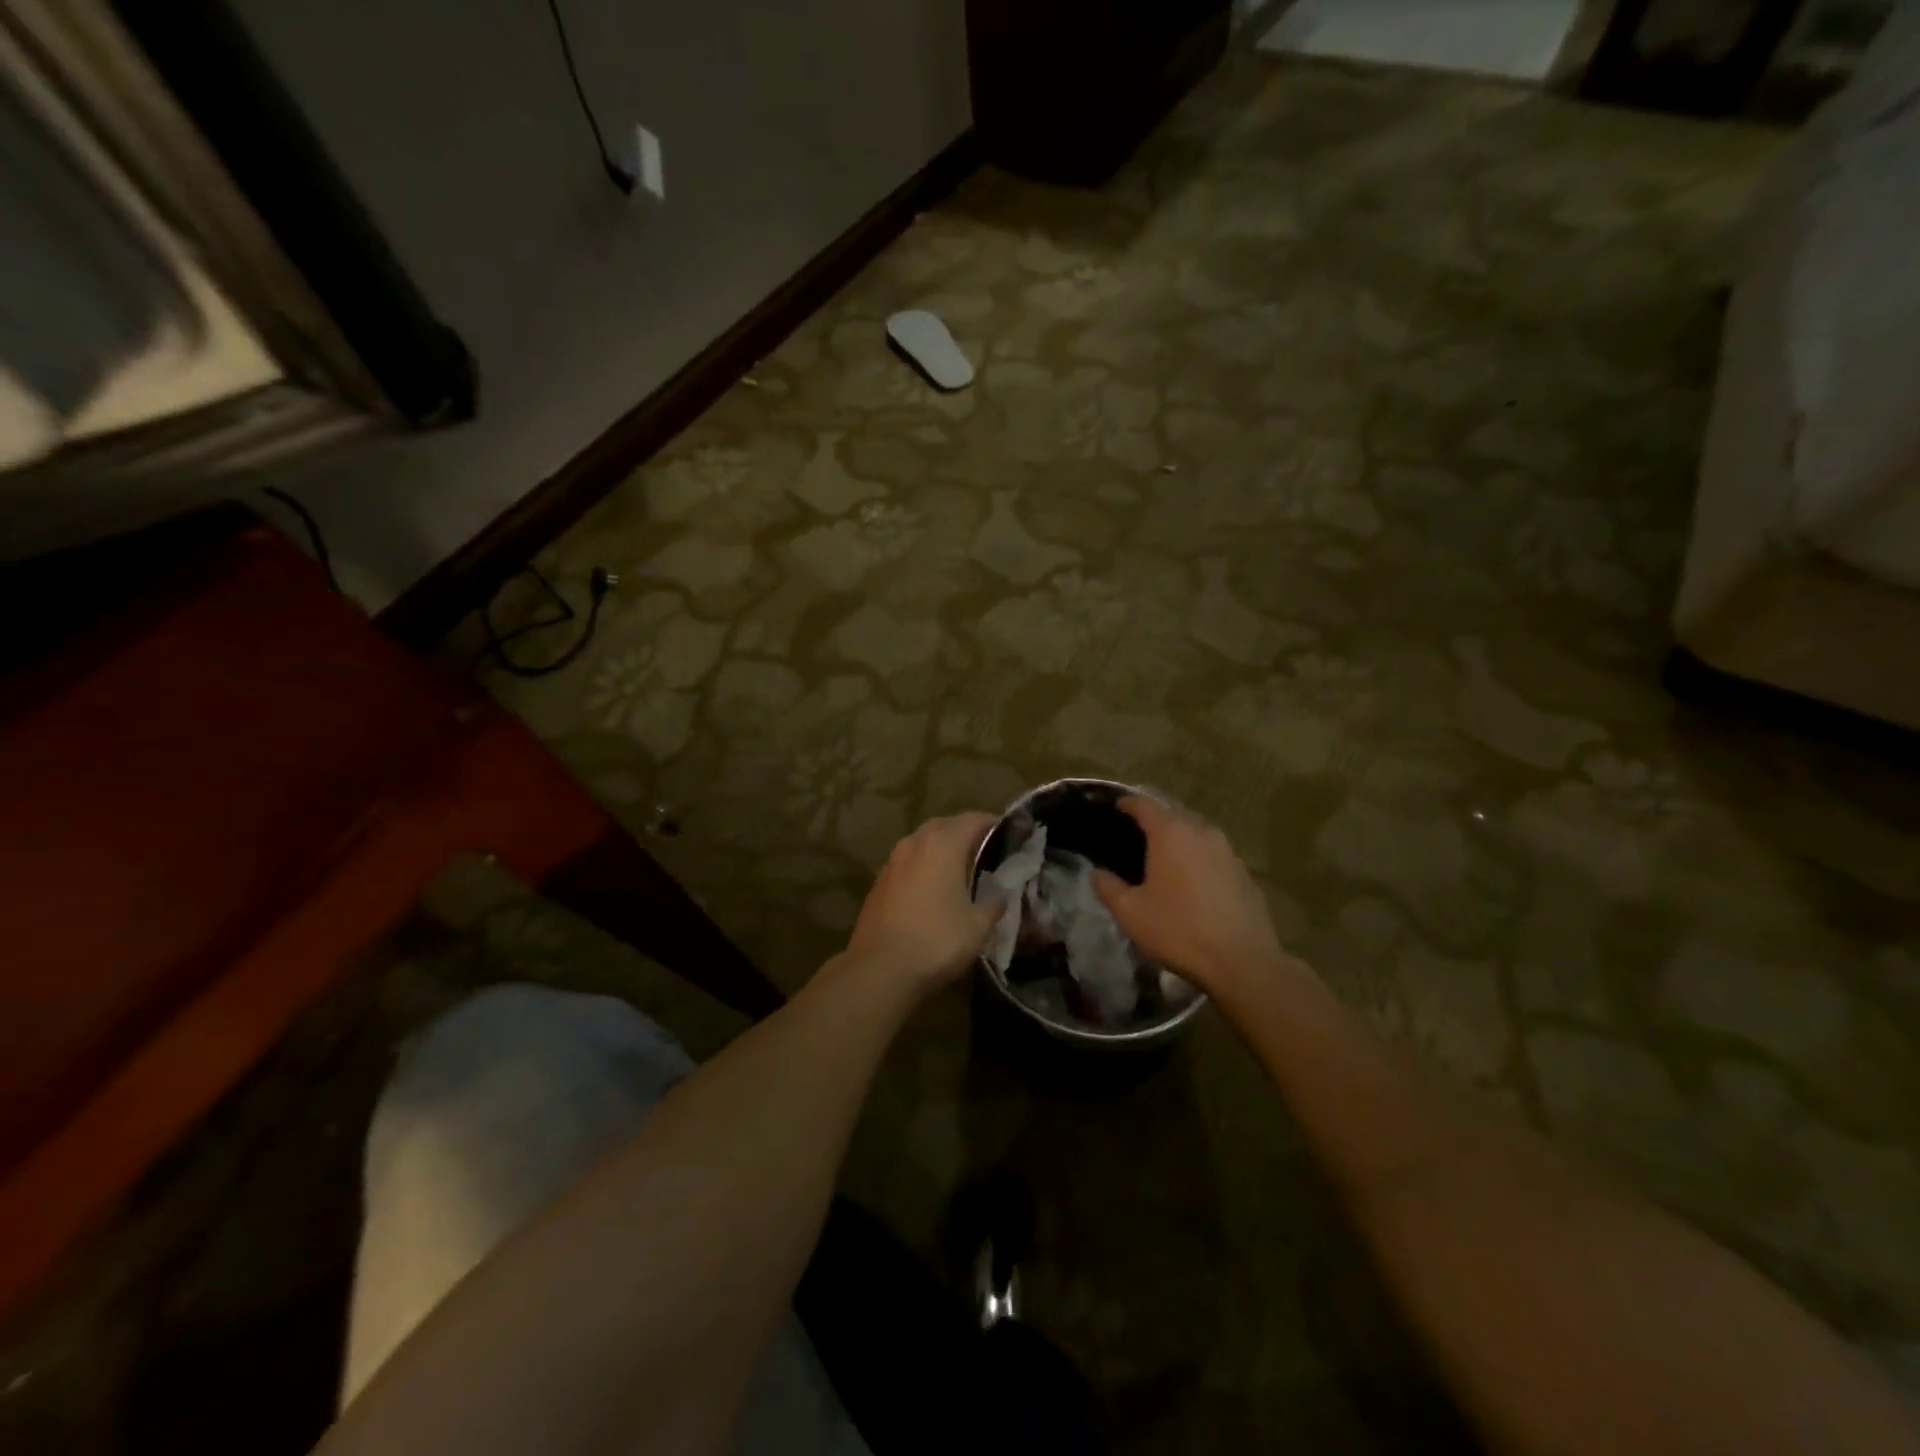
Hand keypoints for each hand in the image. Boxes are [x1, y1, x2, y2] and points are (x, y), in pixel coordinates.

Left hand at [843, 813, 1002, 995]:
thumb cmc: (936, 941)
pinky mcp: (879, 881)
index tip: (1010, 837)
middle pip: (946, 825)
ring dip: (942, 849)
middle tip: (987, 852)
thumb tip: (1000, 894)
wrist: (879, 969)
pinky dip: (924, 866)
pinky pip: (909, 862)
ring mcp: (893, 861)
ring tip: (961, 870)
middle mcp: (915, 843)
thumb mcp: (978, 926)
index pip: (974, 820)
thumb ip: (994, 903)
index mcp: (943, 844)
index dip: (994, 825)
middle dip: (966, 833)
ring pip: (923, 842)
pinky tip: (934, 889)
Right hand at [1094, 797, 1310, 1005]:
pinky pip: (1214, 856)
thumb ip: (1108, 887)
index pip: (1144, 804)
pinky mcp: (1245, 872)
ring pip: (1196, 835)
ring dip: (1179, 842)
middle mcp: (1202, 832)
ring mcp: (1228, 851)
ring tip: (1164, 860)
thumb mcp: (1131, 913)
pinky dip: (1199, 860)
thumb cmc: (1179, 930)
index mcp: (1171, 834)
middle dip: (1154, 822)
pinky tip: (1192, 884)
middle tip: (1136, 838)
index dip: (1127, 803)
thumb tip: (1097, 873)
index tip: (1116, 807)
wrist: (1242, 961)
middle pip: (1173, 816)